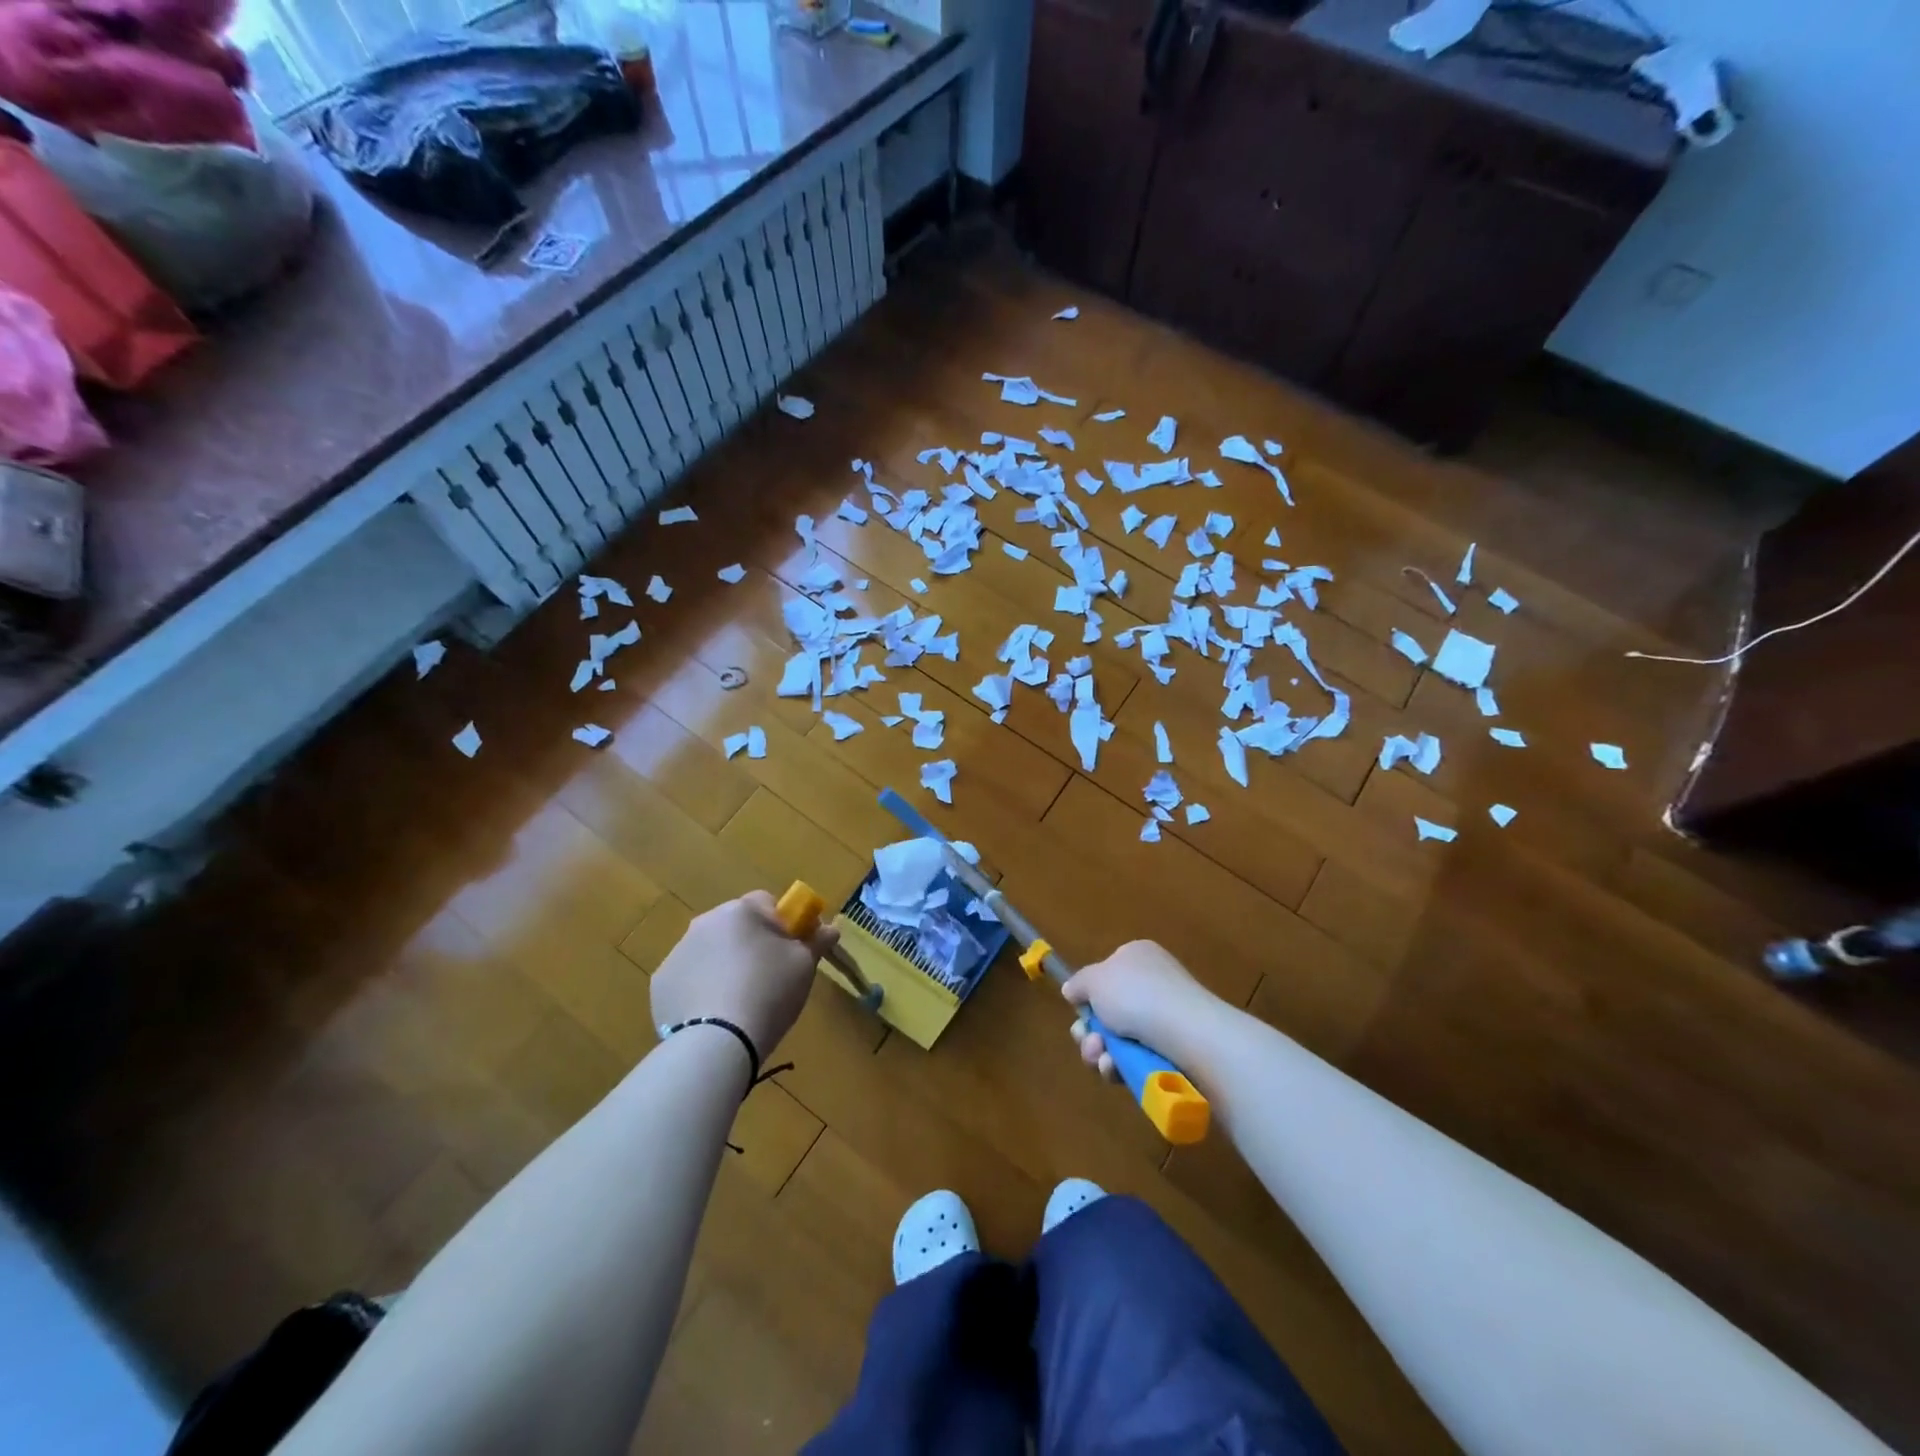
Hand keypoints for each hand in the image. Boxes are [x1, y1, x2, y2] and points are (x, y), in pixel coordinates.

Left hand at [651, 892, 837, 1061]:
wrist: (717, 1042)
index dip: (783, 924)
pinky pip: (690, 978)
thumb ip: (817, 941)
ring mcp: (678, 953)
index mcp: (740, 911)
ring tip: (740, 1001)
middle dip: (751, 944)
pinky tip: (715, 1014)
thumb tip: (831, 927)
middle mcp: (704, 923)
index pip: (767, 903)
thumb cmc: (769, 992)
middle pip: (736, 926)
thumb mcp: (805, 965)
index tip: (792, 950)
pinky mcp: (662, 984)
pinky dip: (701, 989)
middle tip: (769, 977)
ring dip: (725, 965)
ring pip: (710, 951)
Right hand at [1062, 941, 1219, 1081]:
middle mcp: (1154, 983)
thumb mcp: (1095, 979)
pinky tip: (1116, 1071)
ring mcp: (1167, 1018)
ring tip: (1102, 1060)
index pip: (1107, 974)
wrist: (1187, 1033)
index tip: (1079, 1011)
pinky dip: (1122, 1066)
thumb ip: (1079, 983)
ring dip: (1101, 1052)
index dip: (1090, 995)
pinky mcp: (1176, 1050)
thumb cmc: (1137, 995)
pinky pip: (1138, 1059)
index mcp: (1138, 957)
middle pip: (1109, 1011)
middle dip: (1091, 1031)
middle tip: (1088, 1041)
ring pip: (1120, 1040)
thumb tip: (1072, 990)